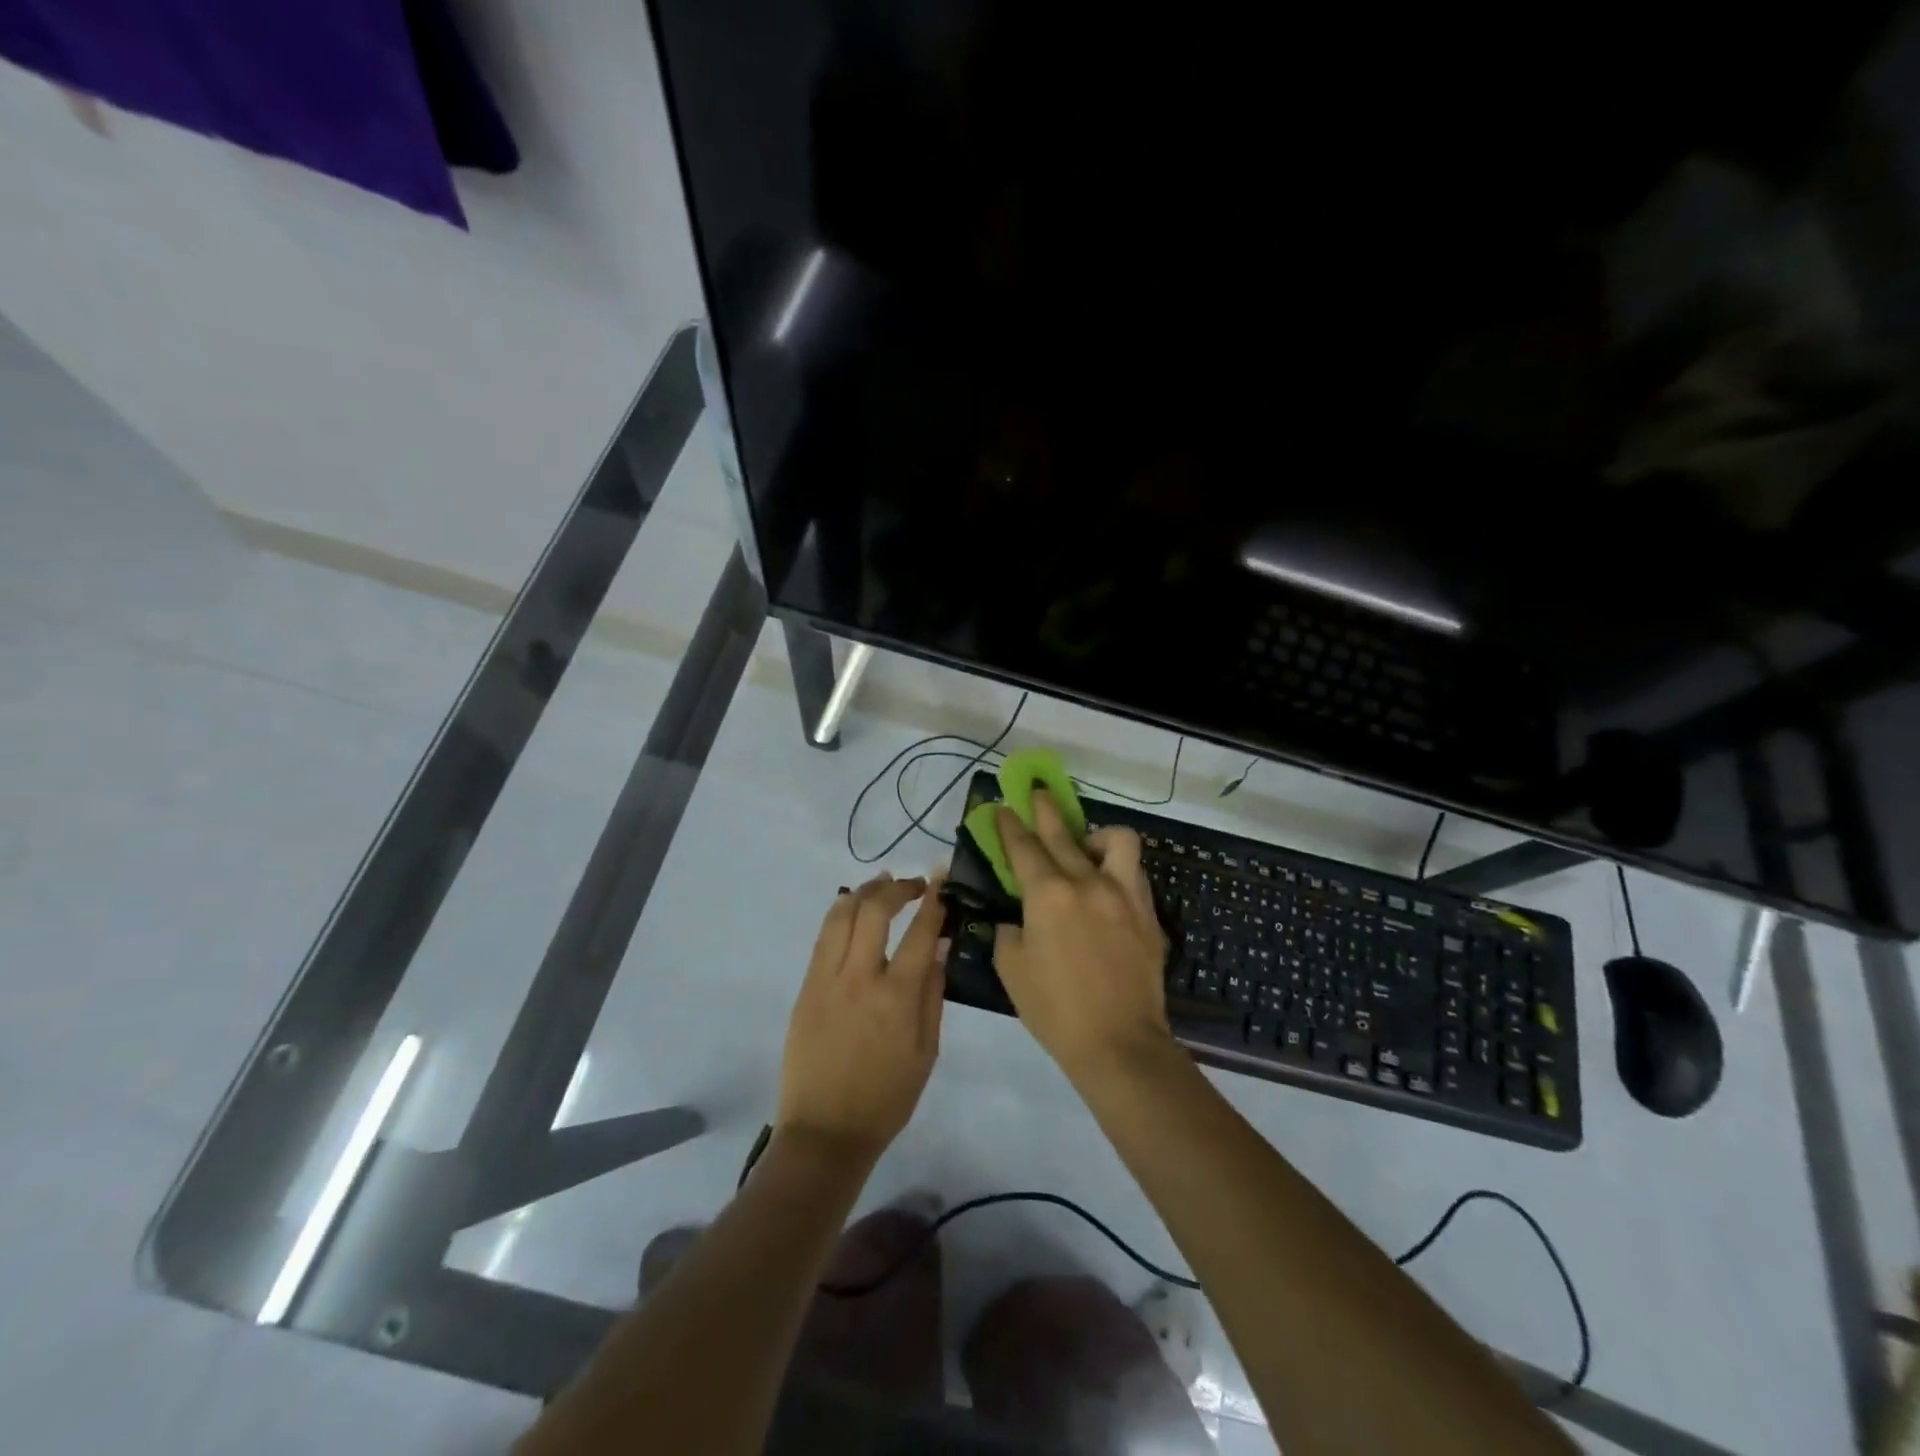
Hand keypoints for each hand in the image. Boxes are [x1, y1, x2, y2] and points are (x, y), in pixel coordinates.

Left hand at [776, 873, 947, 1165]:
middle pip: (875, 911)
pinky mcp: (806, 988)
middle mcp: (860, 978)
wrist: (824, 1132)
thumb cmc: (886, 1099)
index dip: (933, 901)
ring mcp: (826, 980)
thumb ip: (933, 996)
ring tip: (880, 884)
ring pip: (841, 915)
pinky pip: (823, 938)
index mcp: (897, 997)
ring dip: (863, 892)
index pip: (920, 933)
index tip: (941, 880)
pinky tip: (851, 910)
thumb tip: (939, 949)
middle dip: (896, 888)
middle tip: (912, 885)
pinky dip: (839, 914)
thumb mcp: (926, 1053)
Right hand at [992, 792, 1172, 1083]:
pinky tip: (1107, 885)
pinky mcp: (1148, 913)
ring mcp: (1123, 895)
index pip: (1024, 847)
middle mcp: (1087, 883)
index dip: (1010, 825)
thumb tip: (1018, 920)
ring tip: (1087, 846)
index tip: (1002, 808)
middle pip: (1063, 833)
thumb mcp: (1012, 970)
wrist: (1119, 1044)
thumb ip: (1010, 933)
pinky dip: (1117, 869)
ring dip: (1097, 835)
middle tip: (1037, 793)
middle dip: (1045, 809)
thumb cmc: (1055, 1010)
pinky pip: (1134, 873)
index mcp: (1048, 895)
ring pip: (1117, 840)